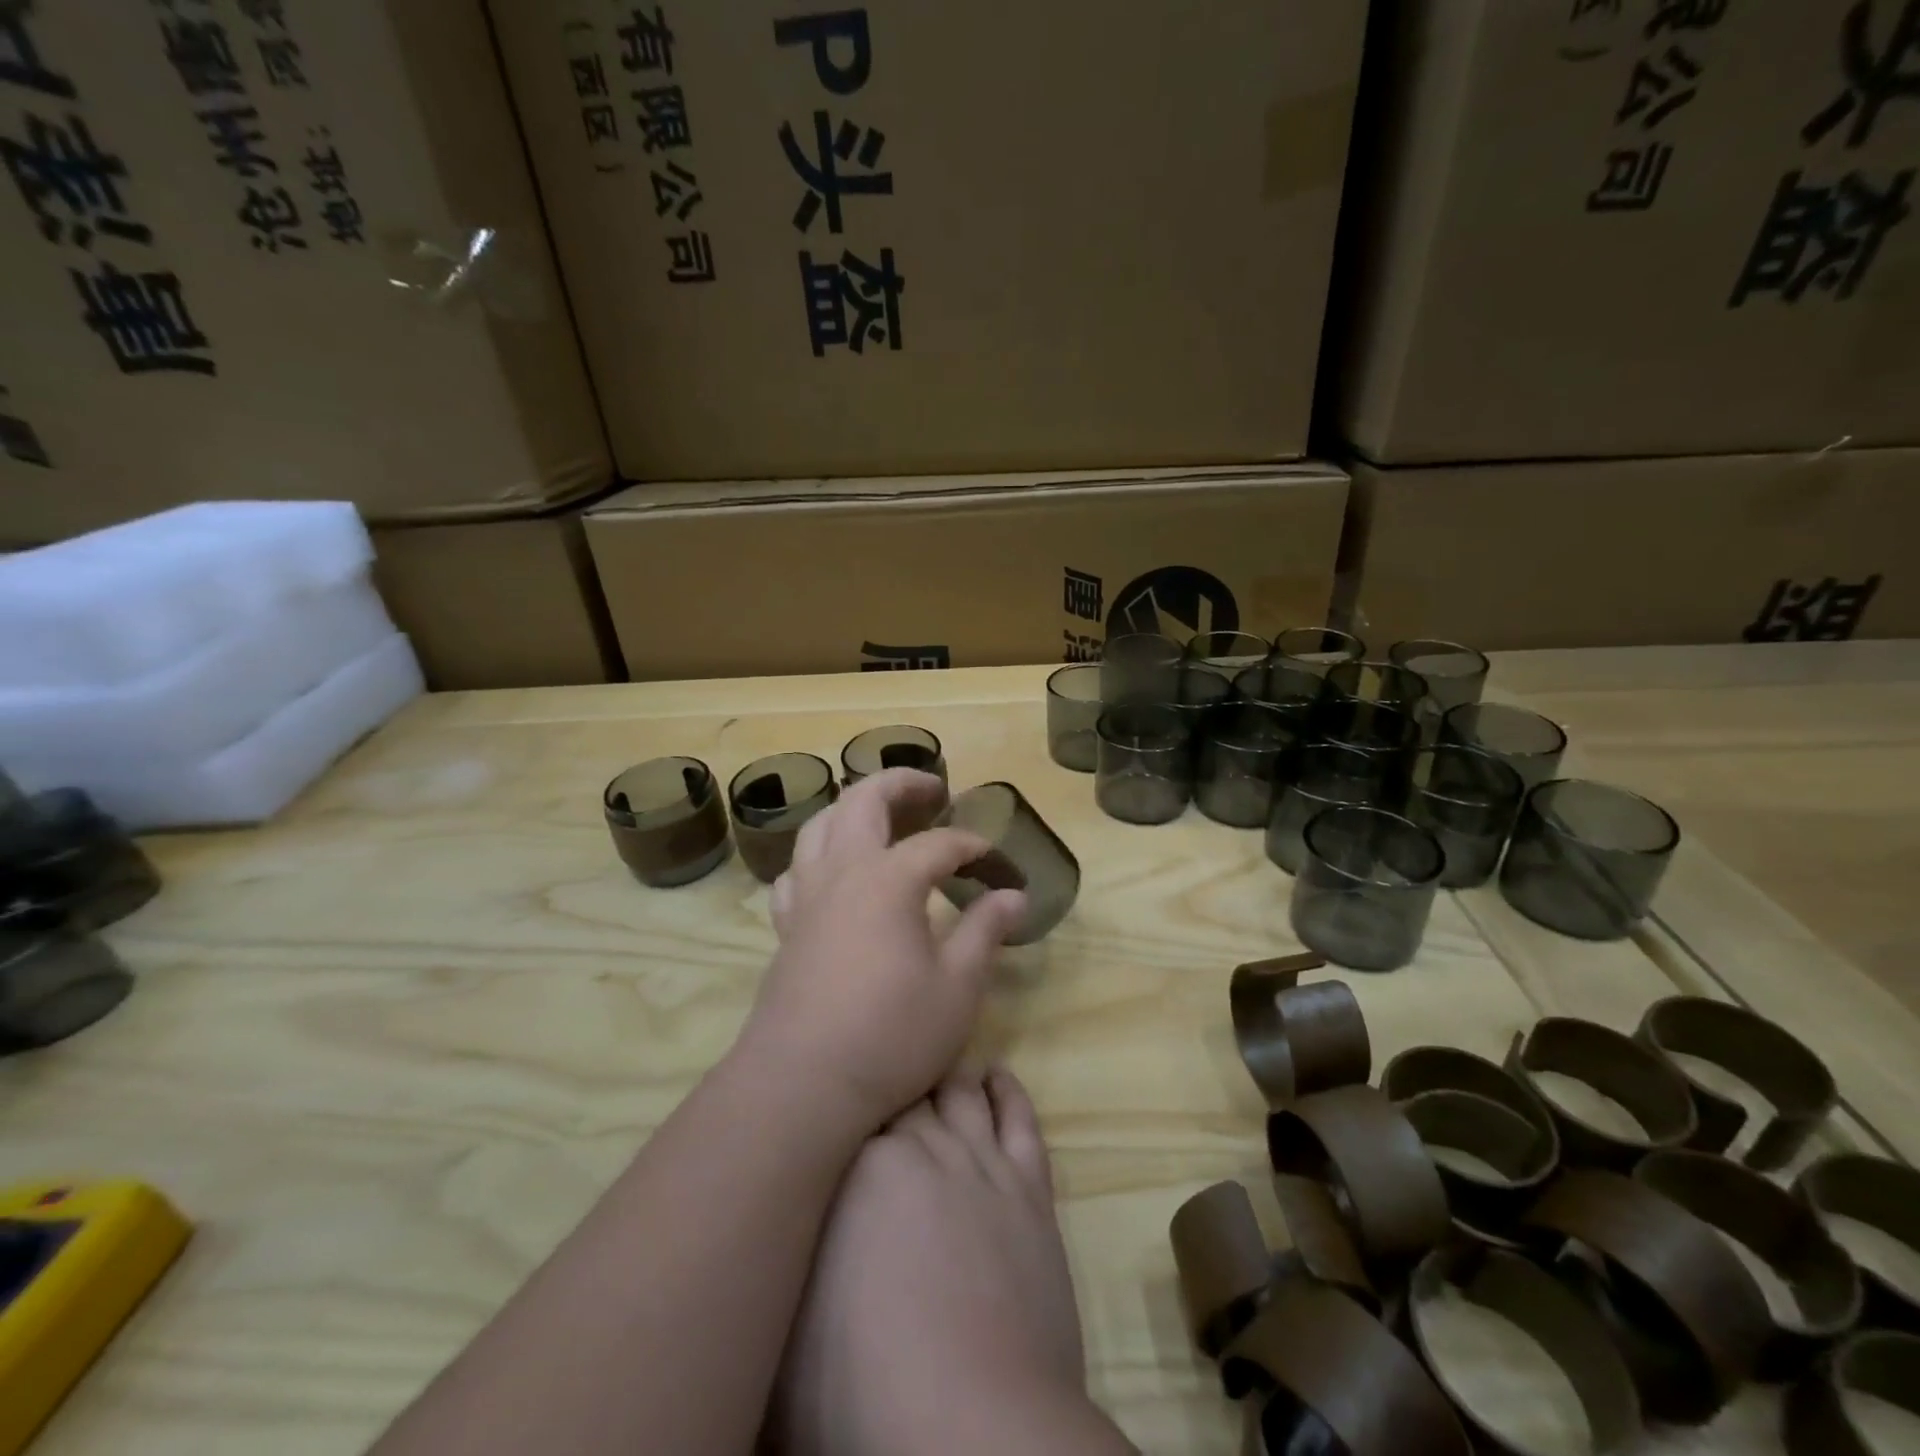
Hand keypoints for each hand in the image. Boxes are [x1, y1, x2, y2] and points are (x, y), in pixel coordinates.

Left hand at [741, 767, 1026, 1135]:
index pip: (939, 844)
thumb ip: (985, 931)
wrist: (802, 1083)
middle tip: (933, 789)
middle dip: (902, 784)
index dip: (973, 847)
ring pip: (820, 825)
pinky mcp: (787, 926)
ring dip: (853, 808)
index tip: (999, 865)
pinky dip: (818, 854)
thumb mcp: (958, 987)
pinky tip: (832, 872)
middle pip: (864, 802)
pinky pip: (796, 869)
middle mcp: (843, 872)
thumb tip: (1014, 896)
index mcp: (889, 879)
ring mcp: (807, 897)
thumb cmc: (891, 1034)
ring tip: (881, 815)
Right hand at [771, 1066, 1108, 1455]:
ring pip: (962, 1090)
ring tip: (936, 1062)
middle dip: (893, 1078)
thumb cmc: (863, 1386)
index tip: (835, 1089)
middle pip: (908, 1088)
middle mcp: (923, 1144)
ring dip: (947, 1074)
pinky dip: (1008, 1091)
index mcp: (859, 1165)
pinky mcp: (1030, 1186)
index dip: (844, 1093)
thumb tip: (772, 1227)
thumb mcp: (785, 1327)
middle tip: (882, 1073)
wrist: (972, 1427)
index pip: (851, 1102)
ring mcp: (981, 1161)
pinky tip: (996, 1075)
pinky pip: (1020, 1118)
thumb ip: (782, 1259)